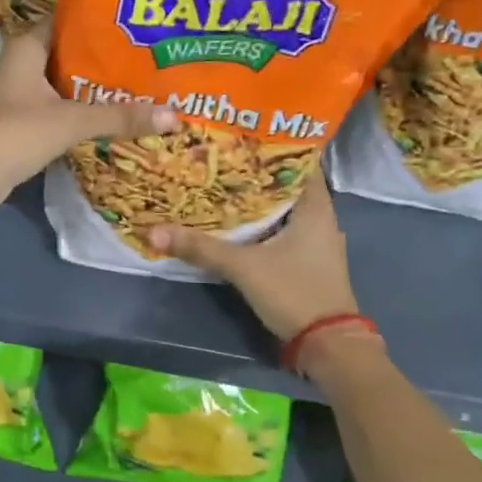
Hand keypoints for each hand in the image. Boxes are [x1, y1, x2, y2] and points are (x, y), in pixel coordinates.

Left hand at [0, 25, 177, 218]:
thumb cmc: (12, 134)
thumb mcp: (69, 121)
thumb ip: (119, 117)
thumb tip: (175, 116)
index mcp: (26, 47)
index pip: (67, 20)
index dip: (100, 20)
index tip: (139, 22)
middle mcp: (21, 66)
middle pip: (70, 55)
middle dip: (106, 59)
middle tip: (151, 57)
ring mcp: (19, 97)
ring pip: (65, 86)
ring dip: (95, 90)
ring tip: (142, 87)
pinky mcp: (21, 126)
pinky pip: (59, 112)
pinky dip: (82, 115)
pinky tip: (113, 120)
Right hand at [149, 160, 358, 339]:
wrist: (327, 345)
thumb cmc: (294, 292)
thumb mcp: (243, 267)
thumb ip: (200, 248)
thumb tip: (153, 231)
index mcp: (316, 208)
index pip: (298, 162)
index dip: (270, 147)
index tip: (238, 136)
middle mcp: (320, 219)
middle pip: (285, 186)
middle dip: (254, 174)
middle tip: (218, 159)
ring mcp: (315, 243)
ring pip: (282, 211)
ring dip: (256, 201)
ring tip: (219, 186)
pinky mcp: (306, 262)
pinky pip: (281, 231)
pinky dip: (260, 225)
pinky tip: (234, 224)